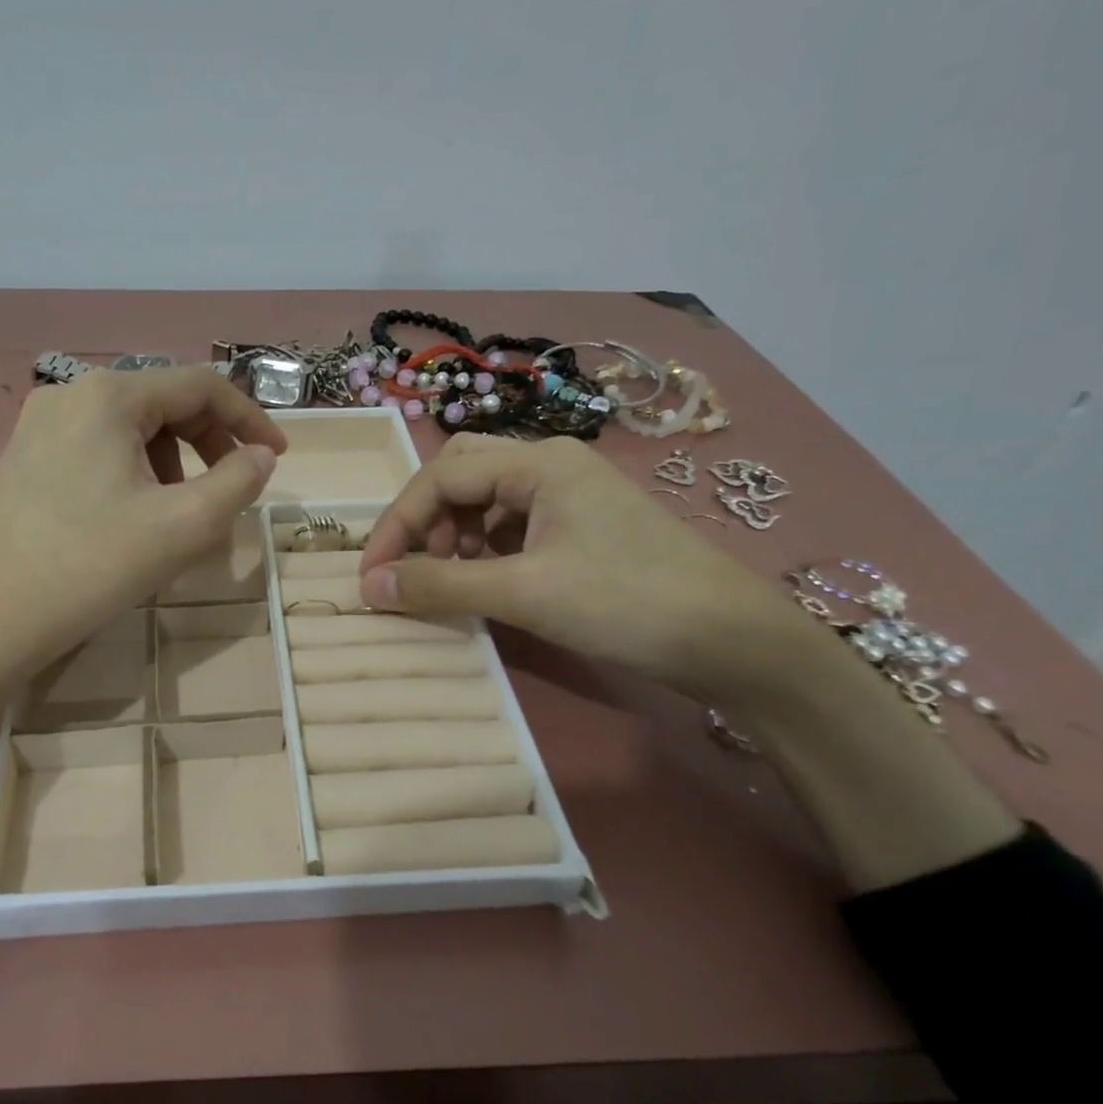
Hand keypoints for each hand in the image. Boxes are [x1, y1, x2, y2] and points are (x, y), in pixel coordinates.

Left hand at [0, 368, 285, 687]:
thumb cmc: (89, 566)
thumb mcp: (183, 526)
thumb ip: (237, 482)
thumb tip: (262, 456)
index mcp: (109, 395)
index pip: (200, 385)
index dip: (249, 418)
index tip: (278, 457)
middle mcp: (70, 394)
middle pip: (163, 401)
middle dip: (209, 441)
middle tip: (234, 486)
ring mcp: (39, 425)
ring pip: (131, 427)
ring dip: (173, 459)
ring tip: (182, 510)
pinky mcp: (24, 457)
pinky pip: (98, 448)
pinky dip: (134, 471)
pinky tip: (135, 515)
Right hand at [357, 434, 803, 702]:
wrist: (735, 641)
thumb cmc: (627, 602)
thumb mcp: (524, 593)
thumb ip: (441, 586)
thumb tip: (367, 589)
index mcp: (538, 463)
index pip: (440, 477)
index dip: (397, 525)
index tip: (373, 578)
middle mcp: (551, 465)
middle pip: (461, 474)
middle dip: (426, 520)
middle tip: (418, 568)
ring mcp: (571, 495)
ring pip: (486, 500)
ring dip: (454, 536)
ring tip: (453, 580)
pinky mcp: (583, 527)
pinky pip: (513, 525)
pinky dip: (485, 550)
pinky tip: (489, 583)